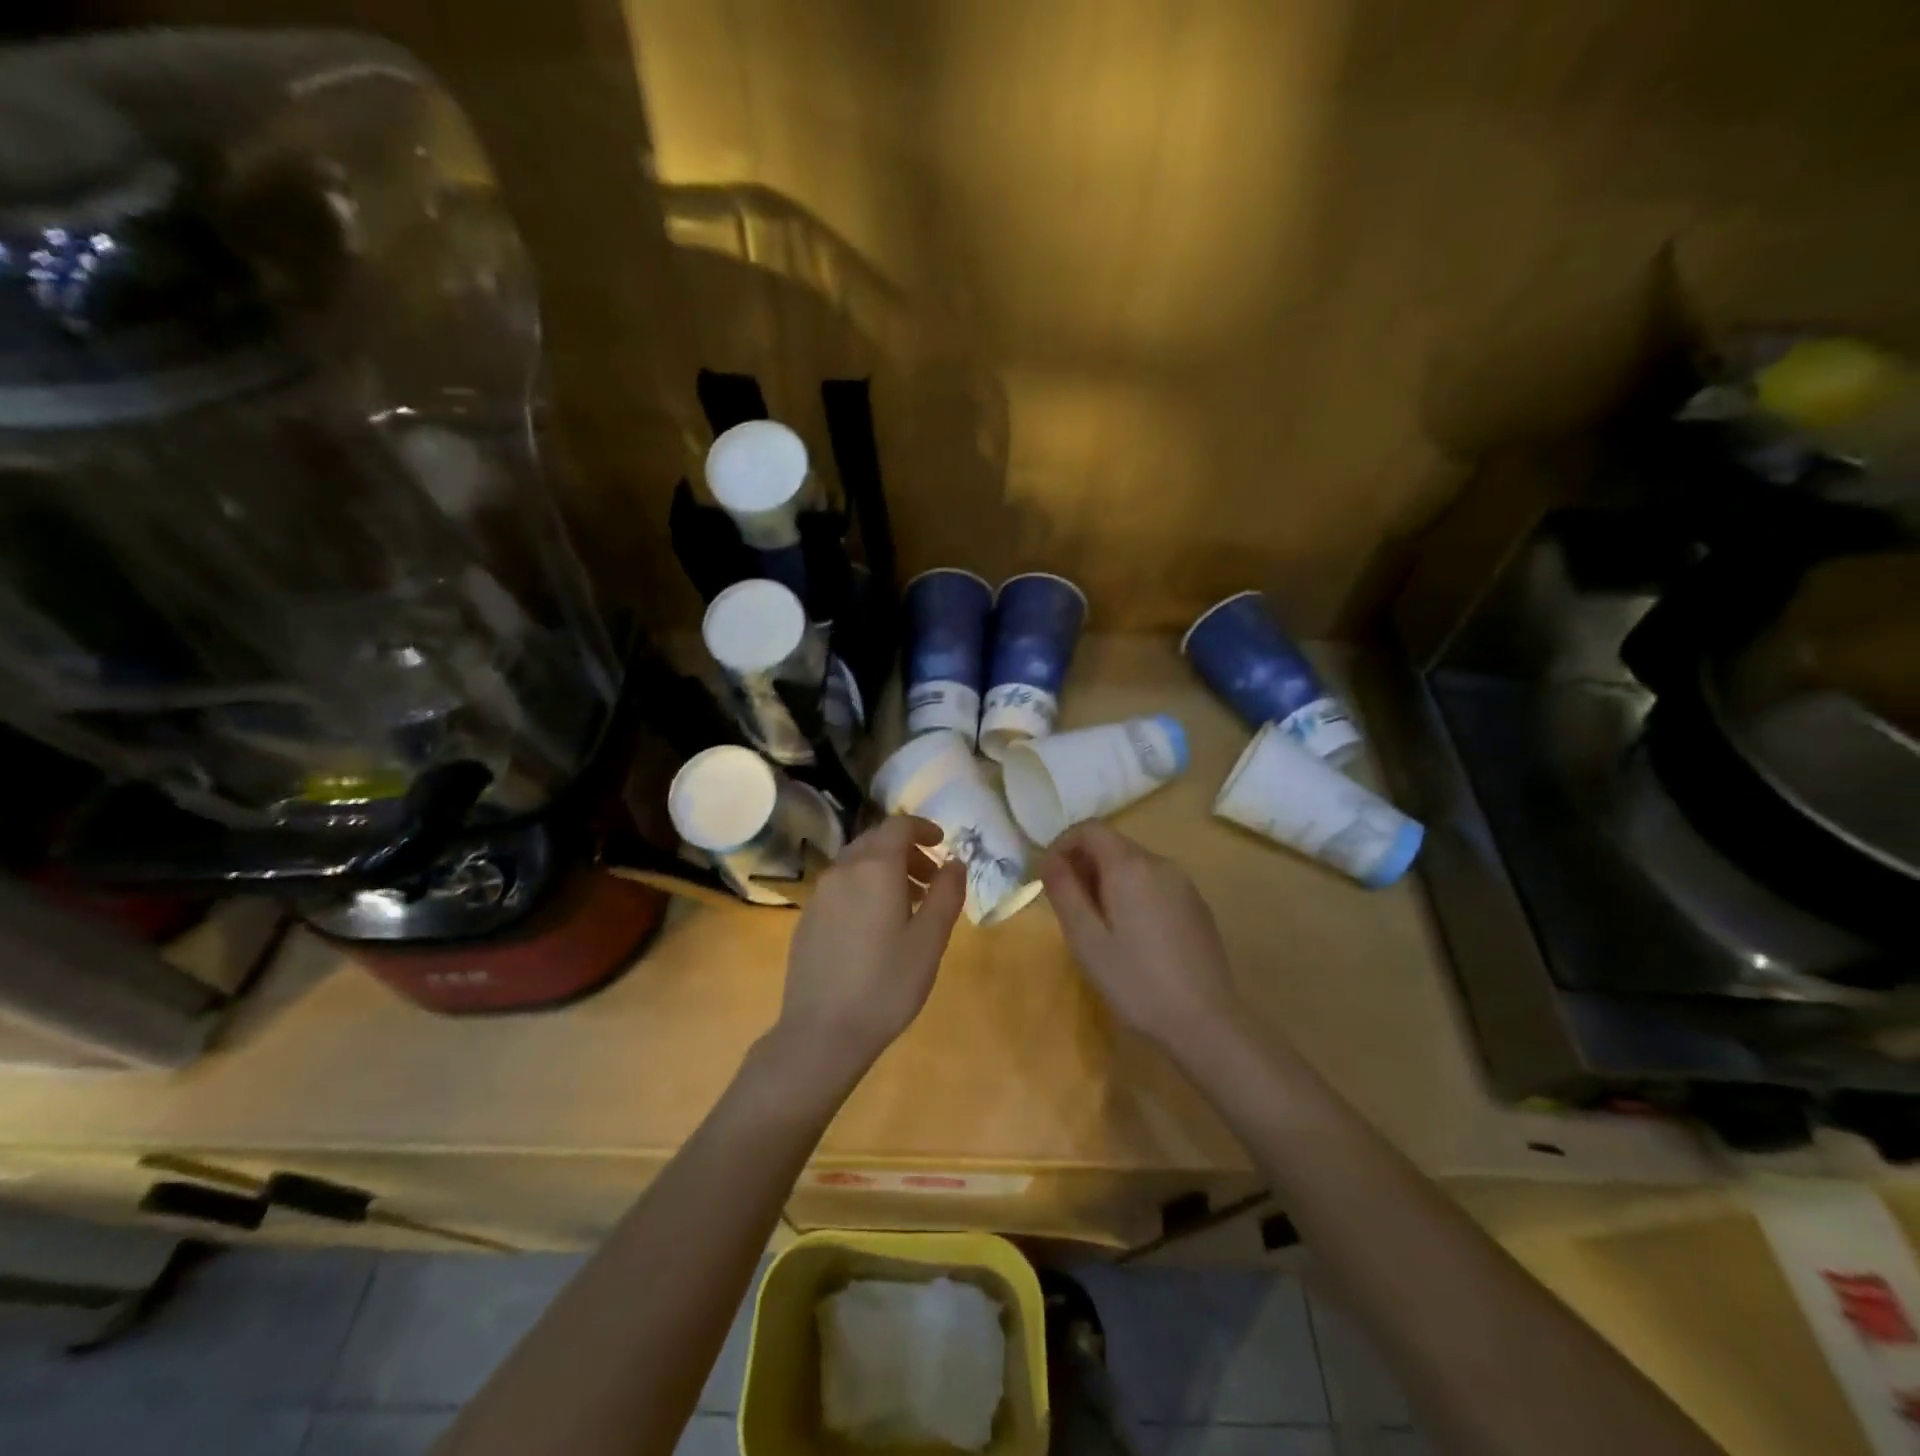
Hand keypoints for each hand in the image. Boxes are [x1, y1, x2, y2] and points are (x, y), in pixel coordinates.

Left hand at [774, 815, 966, 1077]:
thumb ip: (946, 893)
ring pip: (857, 863)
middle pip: (876, 841)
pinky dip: (864, 887)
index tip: (942, 845)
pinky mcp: (808, 918)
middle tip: (931, 879)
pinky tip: (876, 926)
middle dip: (906, 850)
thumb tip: (955, 862)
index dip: (923, 828)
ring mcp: (820, 894)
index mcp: (875, 868)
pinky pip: (841, 886)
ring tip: (909, 905)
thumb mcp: (930, 940)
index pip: (898, 825)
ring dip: (885, 870)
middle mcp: (843, 870)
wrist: (821, 1032)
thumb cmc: (886, 984)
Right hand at [1040, 821, 1239, 1049]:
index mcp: (1130, 866)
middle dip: (1084, 865)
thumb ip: (1063, 891)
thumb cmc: (1135, 980)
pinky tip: (1132, 935)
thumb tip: (1048, 858)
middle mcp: (1160, 864)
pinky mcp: (1196, 905)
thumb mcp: (1086, 939)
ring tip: (1098, 924)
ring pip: (1135, 865)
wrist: (1205, 1021)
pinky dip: (1133, 893)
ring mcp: (1183, 884)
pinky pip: (1155, 883)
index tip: (1048, 876)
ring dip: (1108, 880)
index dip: (1063, 844)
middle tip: (1069, 907)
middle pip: (1113, 845)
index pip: (1089, 829)